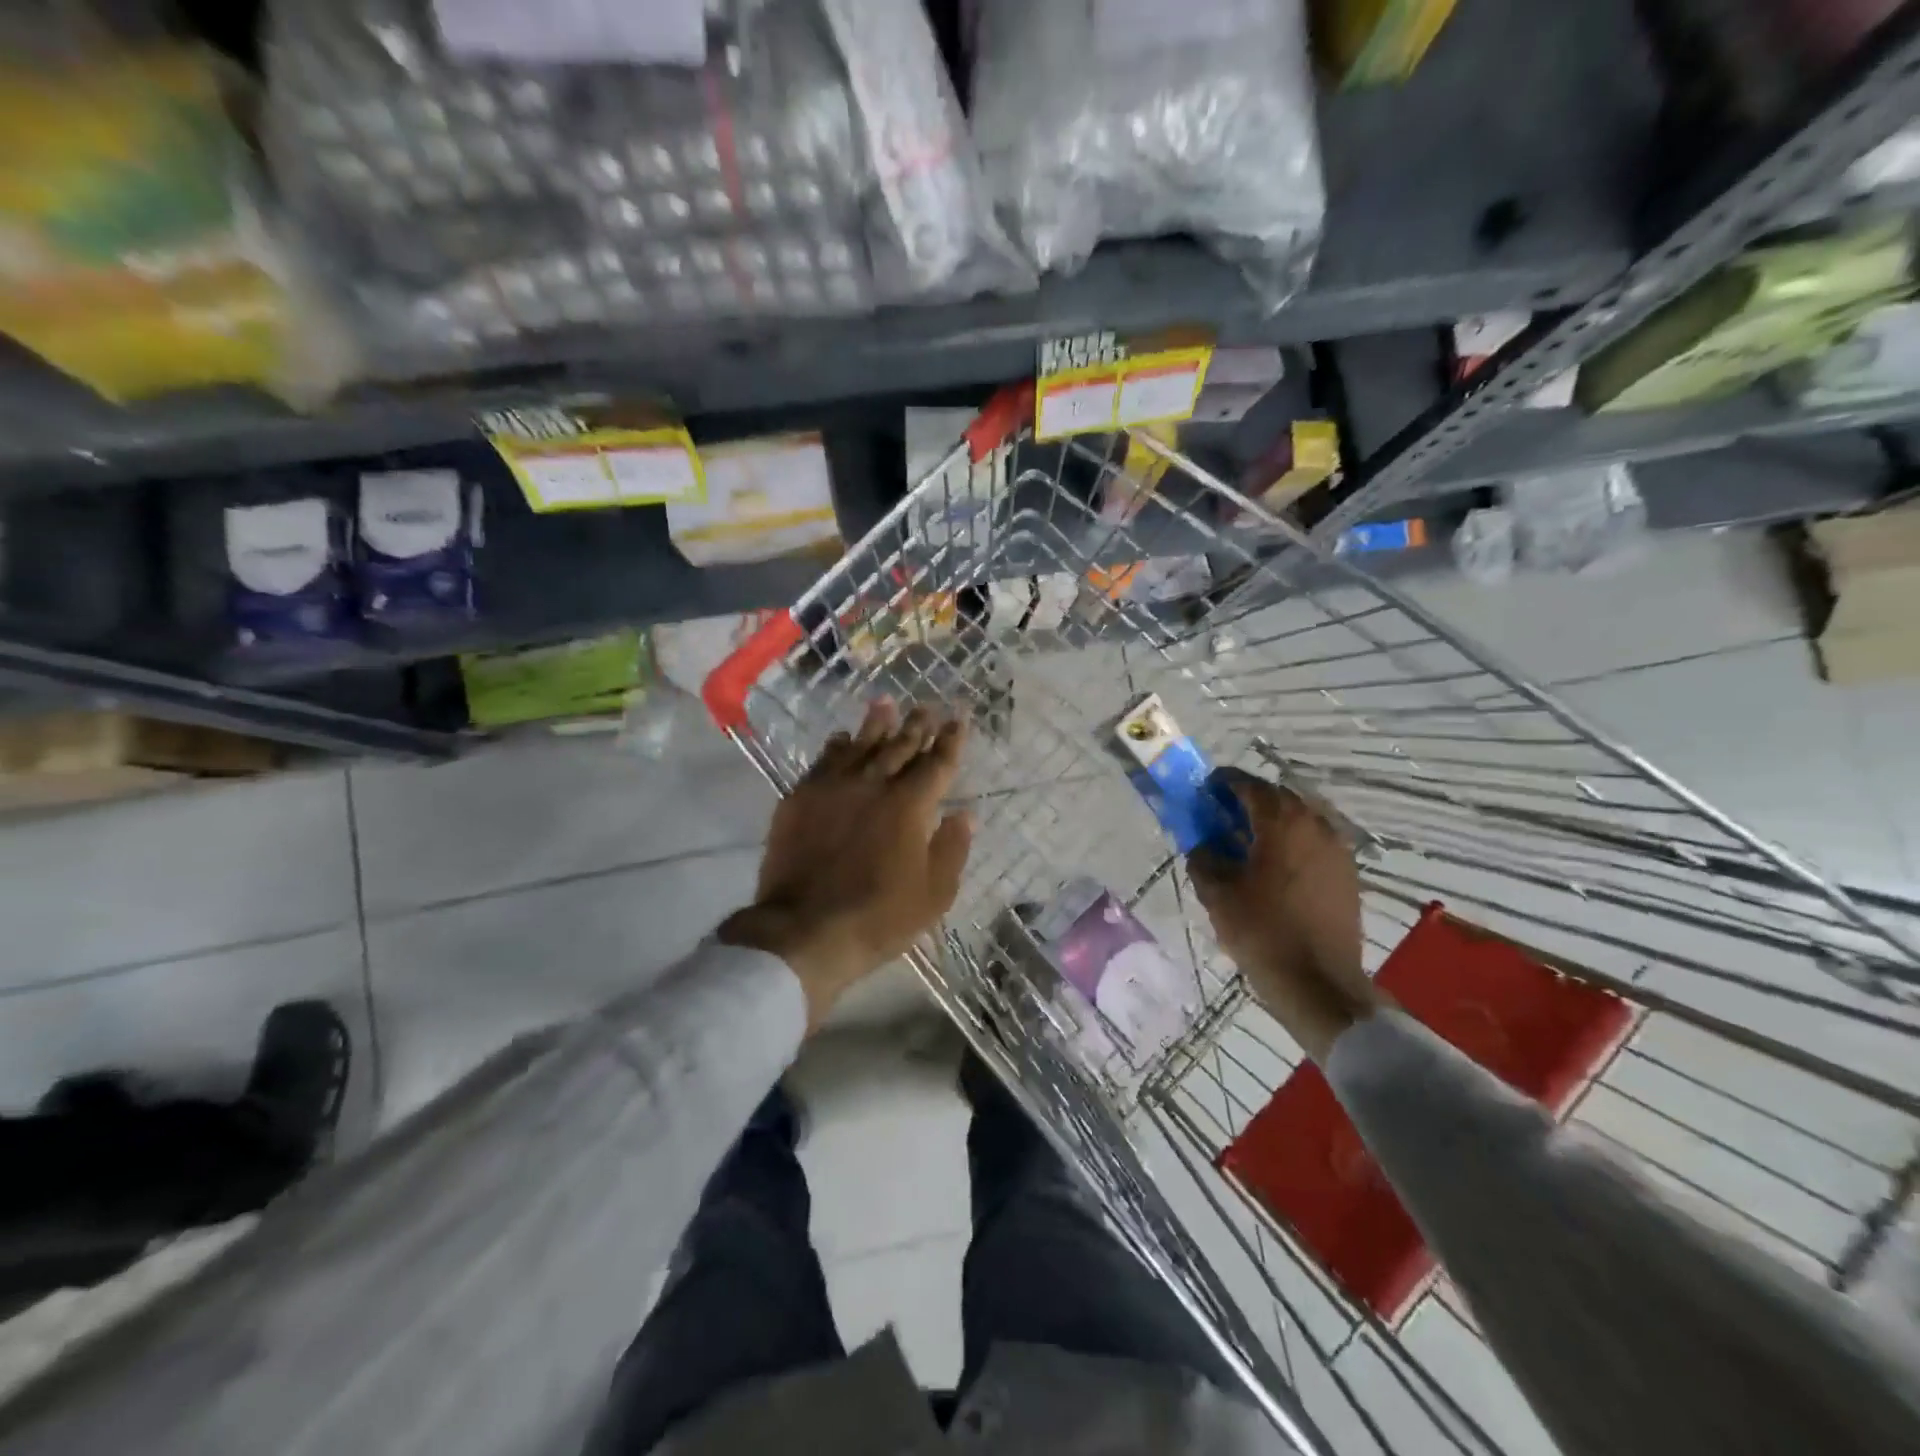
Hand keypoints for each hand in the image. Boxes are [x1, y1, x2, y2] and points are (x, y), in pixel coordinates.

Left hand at [721, 700, 971, 1028]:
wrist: (804, 930)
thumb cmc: (879, 917)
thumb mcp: (934, 894)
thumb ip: (952, 848)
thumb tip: (966, 814)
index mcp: (910, 805)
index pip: (936, 763)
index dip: (951, 740)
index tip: (959, 719)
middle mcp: (873, 784)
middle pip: (899, 746)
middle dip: (917, 725)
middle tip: (926, 707)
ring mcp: (832, 788)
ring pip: (860, 745)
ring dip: (876, 723)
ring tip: (886, 702)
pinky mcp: (800, 799)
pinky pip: (823, 761)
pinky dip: (837, 746)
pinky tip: (842, 738)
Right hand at [1188, 772, 1382, 1062]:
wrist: (1319, 983)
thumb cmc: (1263, 931)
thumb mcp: (1217, 893)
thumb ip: (1203, 856)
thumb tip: (1202, 842)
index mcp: (1282, 822)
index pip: (1249, 785)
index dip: (1223, 783)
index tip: (1203, 791)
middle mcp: (1316, 824)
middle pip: (1277, 798)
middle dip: (1248, 801)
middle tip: (1221, 816)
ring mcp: (1337, 849)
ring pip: (1299, 819)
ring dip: (1272, 822)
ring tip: (1246, 842)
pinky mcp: (1347, 873)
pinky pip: (1314, 842)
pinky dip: (1291, 843)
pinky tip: (1273, 866)